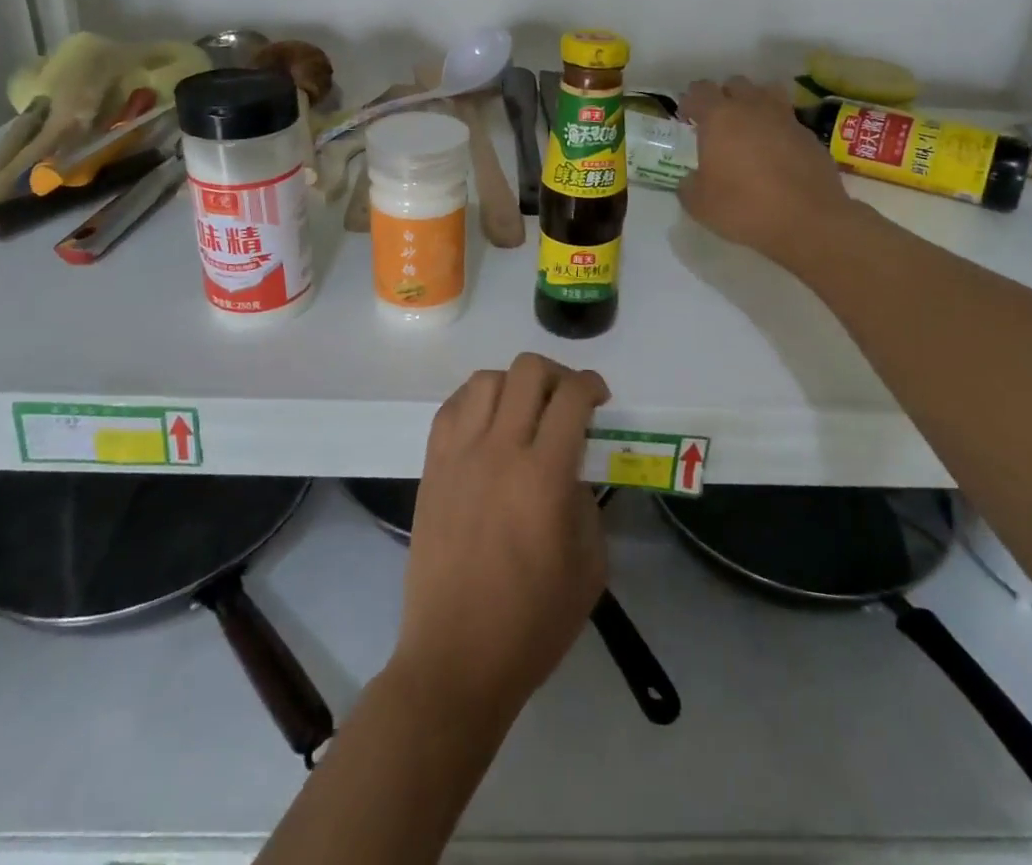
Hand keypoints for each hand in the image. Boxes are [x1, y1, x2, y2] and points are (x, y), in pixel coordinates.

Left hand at [390, 354, 610, 731]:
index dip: (592, 385)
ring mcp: (458, 455)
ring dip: (514, 384)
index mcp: (544, 476)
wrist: (455, 660)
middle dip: (557, 375)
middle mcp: (500, 451)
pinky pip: (452, 408)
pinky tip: (489, 426)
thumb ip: (587, 504)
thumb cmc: (532, 623)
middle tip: (567, 402)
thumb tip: (572, 471)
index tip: (599, 399)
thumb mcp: (588, 567)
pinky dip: (476, 401)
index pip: (571, 397)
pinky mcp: (431, 468)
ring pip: (487, 379)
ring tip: (525, 411)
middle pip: (527, 371)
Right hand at [679, 76, 855, 267]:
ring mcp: (785, 118)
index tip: (687, 118)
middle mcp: (752, 108)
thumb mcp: (700, 205)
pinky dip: (777, 128)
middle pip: (735, 84)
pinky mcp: (808, 135)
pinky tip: (776, 152)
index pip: (699, 91)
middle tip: (718, 123)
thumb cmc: (745, 208)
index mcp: (720, 117)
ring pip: (766, 93)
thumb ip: (688, 185)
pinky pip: (787, 120)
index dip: (690, 101)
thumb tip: (691, 180)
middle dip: (723, 97)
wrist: (808, 221)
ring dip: (754, 103)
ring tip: (749, 128)